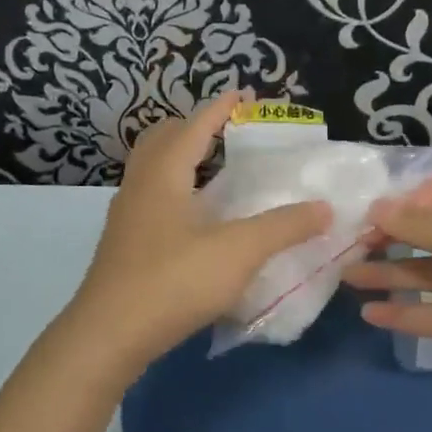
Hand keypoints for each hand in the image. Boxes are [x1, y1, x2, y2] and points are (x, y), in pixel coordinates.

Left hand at [62, 90, 330, 380]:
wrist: (107, 337)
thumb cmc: (173, 282)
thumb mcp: (238, 252)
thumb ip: (283, 227)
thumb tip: (324, 208)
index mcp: (164, 174)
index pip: (194, 126)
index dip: (219, 108)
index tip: (242, 94)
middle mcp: (140, 186)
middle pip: (162, 139)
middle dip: (194, 127)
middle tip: (227, 131)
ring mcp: (126, 217)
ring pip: (152, 170)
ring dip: (180, 159)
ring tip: (215, 170)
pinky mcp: (123, 245)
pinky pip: (150, 198)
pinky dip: (174, 189)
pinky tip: (195, 218)